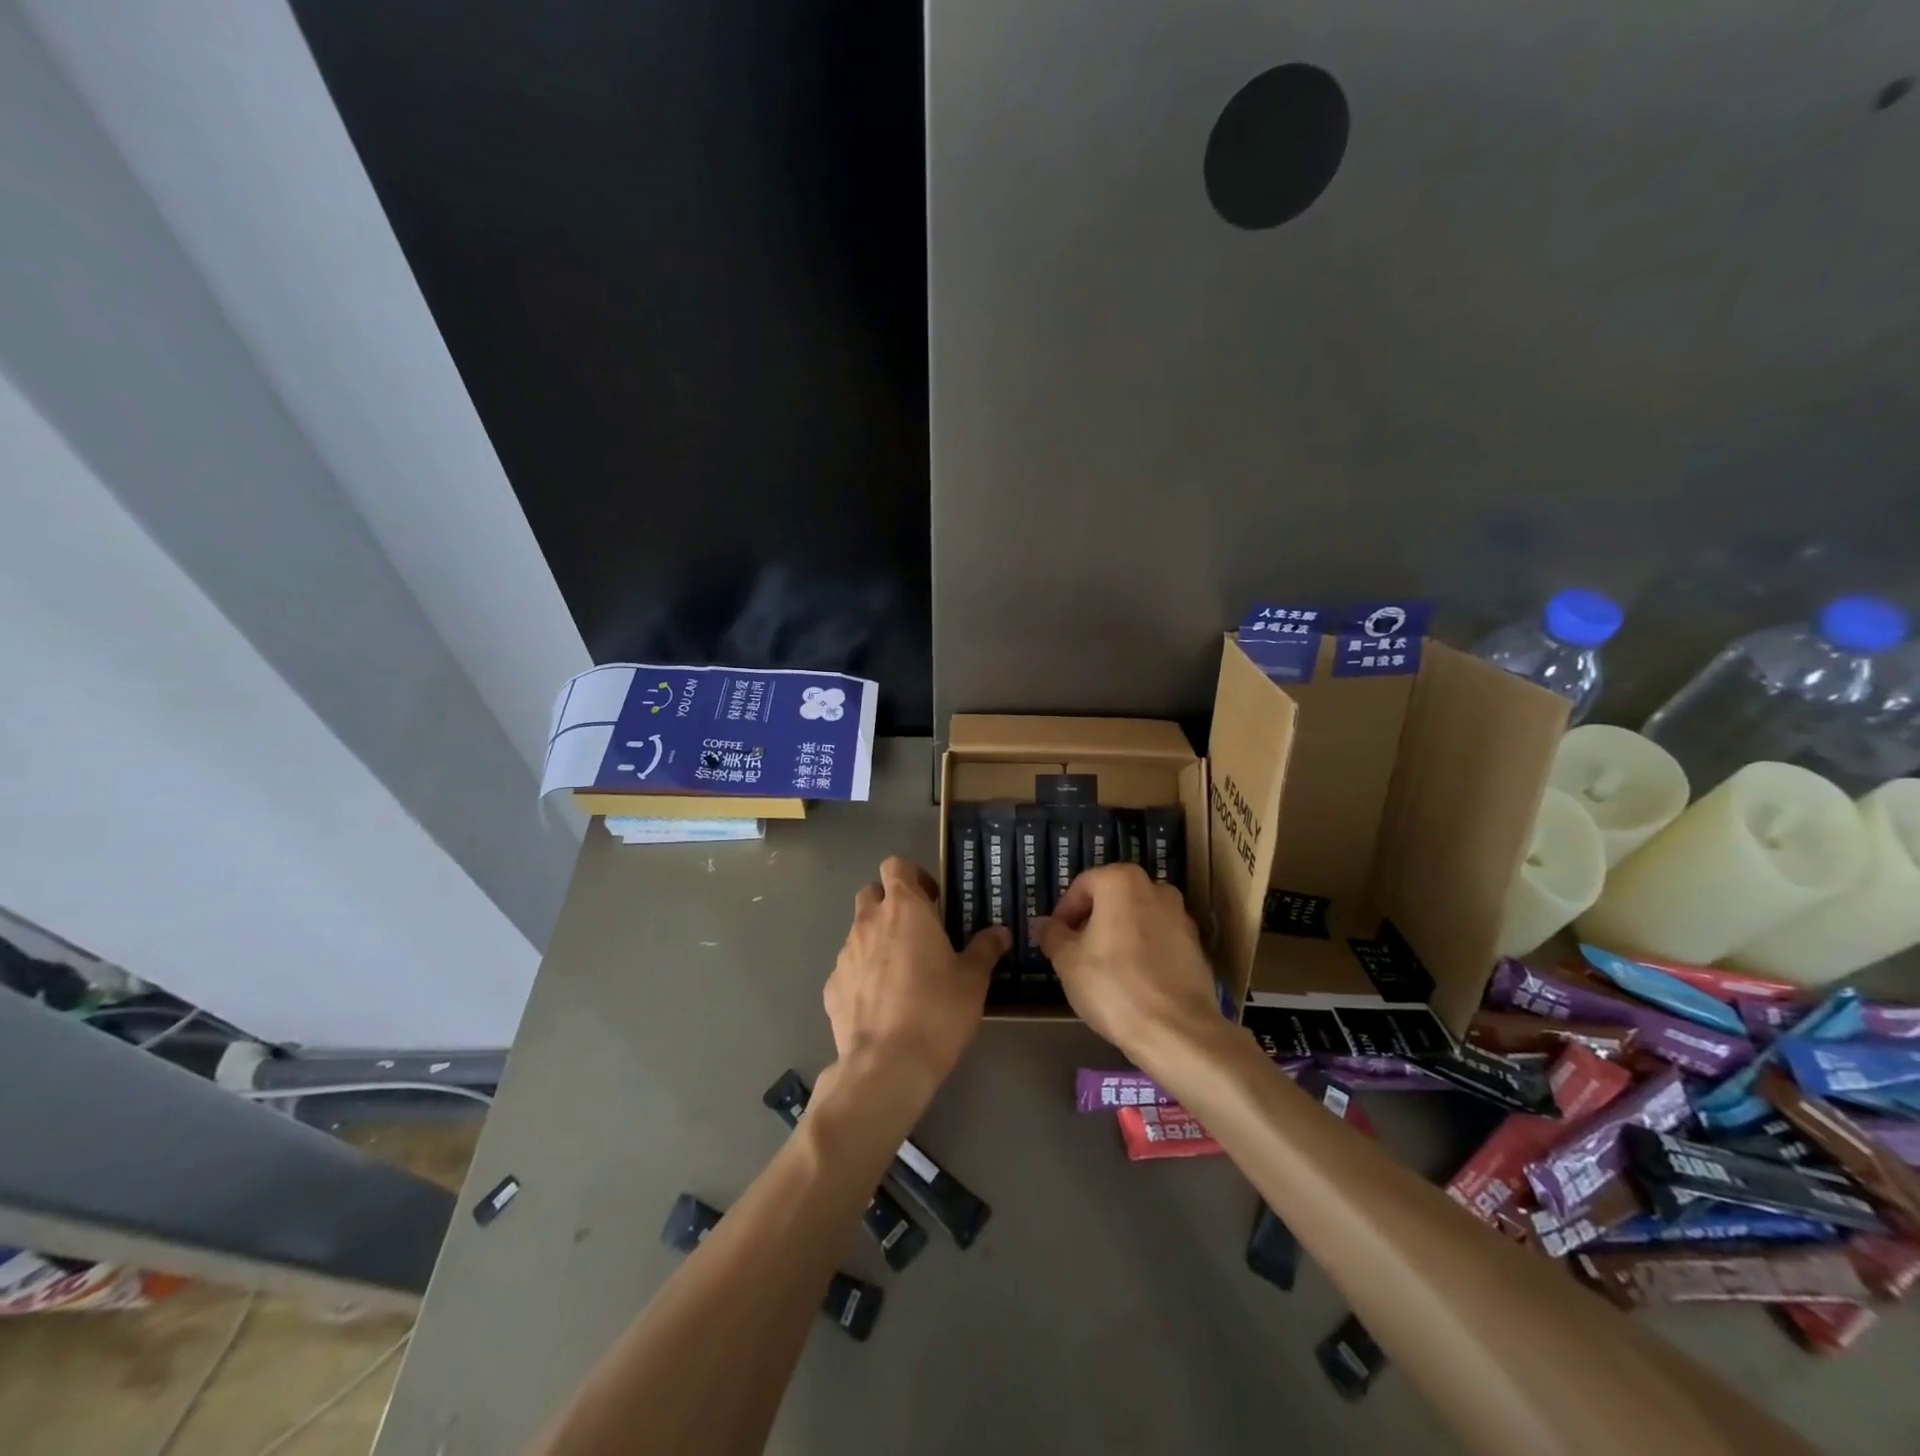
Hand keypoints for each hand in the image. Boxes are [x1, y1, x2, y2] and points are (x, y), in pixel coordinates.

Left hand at [822, 857, 1007, 1101]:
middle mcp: (868, 922)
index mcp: (904, 909)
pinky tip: (882, 1003)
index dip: (913, 875)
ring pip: (859, 931)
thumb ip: (985, 949)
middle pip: (872, 892)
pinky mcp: (831, 986)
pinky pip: (849, 969)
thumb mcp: (973, 980)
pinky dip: (863, 975)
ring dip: (878, 940)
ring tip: (902, 973)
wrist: (887, 1065)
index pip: (896, 865)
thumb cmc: (937, 1011)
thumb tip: (1000, 932)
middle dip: (891, 903)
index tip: (932, 899)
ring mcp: (845, 954)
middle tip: (917, 931)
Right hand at [1039, 864, 1220, 1067]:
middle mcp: (1156, 889)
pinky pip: (1159, 941)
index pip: (1083, 885)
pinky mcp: (1197, 947)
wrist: (1177, 1031)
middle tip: (1076, 952)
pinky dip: (1143, 952)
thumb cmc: (1114, 986)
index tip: (1056, 938)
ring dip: (1118, 935)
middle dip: (1092, 921)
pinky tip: (1132, 982)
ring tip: (1103, 969)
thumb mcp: (1068, 961)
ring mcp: (1182, 917)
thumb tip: (1043, 924)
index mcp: (1122, 882)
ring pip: (1138, 919)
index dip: (1064, 911)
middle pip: (1113, 898)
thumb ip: (1052, 935)